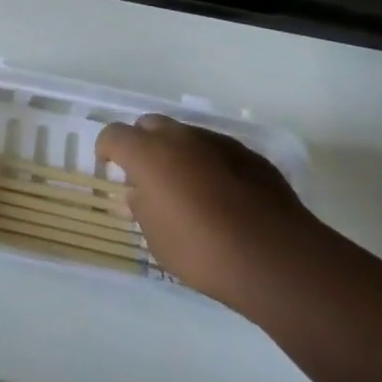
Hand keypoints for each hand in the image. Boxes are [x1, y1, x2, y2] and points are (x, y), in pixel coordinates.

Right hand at [98, 114, 314, 310]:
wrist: (274, 256)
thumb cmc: (204, 252)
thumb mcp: (158, 241)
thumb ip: (142, 209)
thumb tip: (138, 194)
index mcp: (148, 153)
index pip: (113, 135)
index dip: (106, 149)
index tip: (109, 167)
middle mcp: (178, 136)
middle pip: (149, 126)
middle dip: (142, 144)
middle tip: (147, 176)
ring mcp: (214, 140)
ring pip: (184, 135)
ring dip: (177, 153)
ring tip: (187, 188)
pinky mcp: (245, 153)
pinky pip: (215, 150)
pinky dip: (208, 164)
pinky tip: (221, 196)